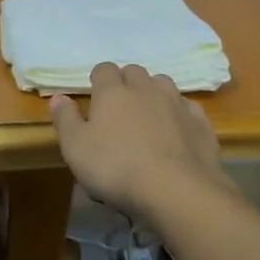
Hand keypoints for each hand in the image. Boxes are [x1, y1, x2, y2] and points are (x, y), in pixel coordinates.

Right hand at [50, 63, 232, 218]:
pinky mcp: (200, 123)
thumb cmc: (116, 168)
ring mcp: (176, 103)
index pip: (104, 69)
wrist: (177, 190)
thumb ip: (65, 119)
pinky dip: (180, 114)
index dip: (98, 79)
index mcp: (112, 92)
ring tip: (149, 116)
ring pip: (163, 84)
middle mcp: (145, 89)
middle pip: (134, 72)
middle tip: (120, 107)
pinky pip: (188, 108)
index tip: (95, 96)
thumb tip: (58, 97)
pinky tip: (177, 131)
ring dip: (154, 93)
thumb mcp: (76, 148)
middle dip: (127, 83)